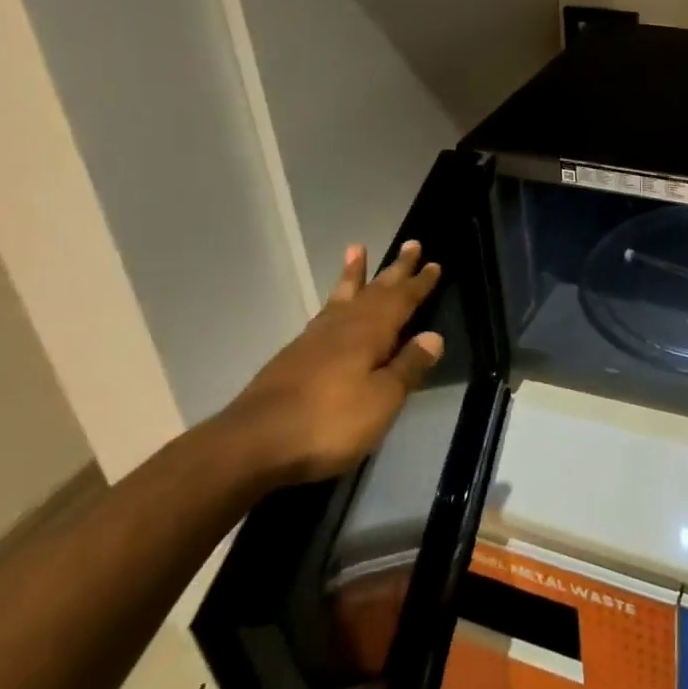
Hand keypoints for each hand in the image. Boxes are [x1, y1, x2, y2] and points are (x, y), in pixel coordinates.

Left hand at [221, 241, 445, 487]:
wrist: (253, 444)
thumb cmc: (329, 422)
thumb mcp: (381, 399)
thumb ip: (407, 367)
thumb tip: (433, 336)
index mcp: (369, 333)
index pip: (401, 301)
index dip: (419, 284)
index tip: (434, 264)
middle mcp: (342, 327)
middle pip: (374, 291)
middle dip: (394, 270)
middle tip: (410, 245)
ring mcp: (313, 340)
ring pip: (342, 297)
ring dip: (354, 275)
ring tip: (357, 250)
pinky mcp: (293, 357)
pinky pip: (323, 314)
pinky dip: (334, 301)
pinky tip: (333, 307)